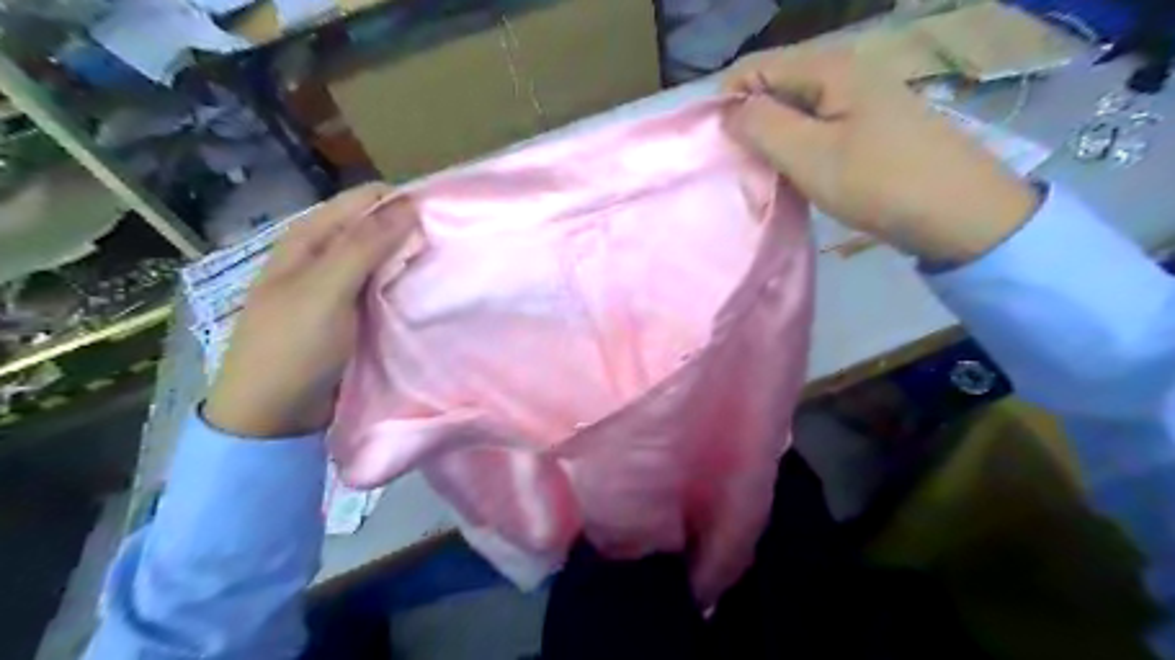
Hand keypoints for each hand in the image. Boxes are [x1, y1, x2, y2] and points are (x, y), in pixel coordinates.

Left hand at [205, 184, 421, 438]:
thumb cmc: (292, 346)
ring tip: (445, 268)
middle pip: (377, 227)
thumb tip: (410, 204)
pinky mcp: (354, 312)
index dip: (402, 203)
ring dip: (411, 260)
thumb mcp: (326, 289)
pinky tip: (427, 292)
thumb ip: (366, 245)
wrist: (273, 414)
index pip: (365, 199)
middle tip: (448, 249)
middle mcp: (325, 253)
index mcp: (309, 237)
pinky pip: (385, 287)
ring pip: (385, 257)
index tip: (442, 219)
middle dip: (411, 232)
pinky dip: (405, 285)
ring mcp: (340, 284)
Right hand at [722, 44, 1039, 260]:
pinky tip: (799, 174)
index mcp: (828, 66)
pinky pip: (817, 127)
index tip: (719, 145)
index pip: (754, 68)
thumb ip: (761, 126)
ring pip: (795, 109)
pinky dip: (799, 148)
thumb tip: (729, 110)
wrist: (960, 212)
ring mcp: (860, 98)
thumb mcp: (809, 154)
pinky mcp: (869, 126)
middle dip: (751, 122)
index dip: (729, 102)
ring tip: (768, 174)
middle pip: (776, 86)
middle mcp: (844, 71)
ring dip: (774, 140)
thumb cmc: (878, 181)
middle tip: (743, 165)